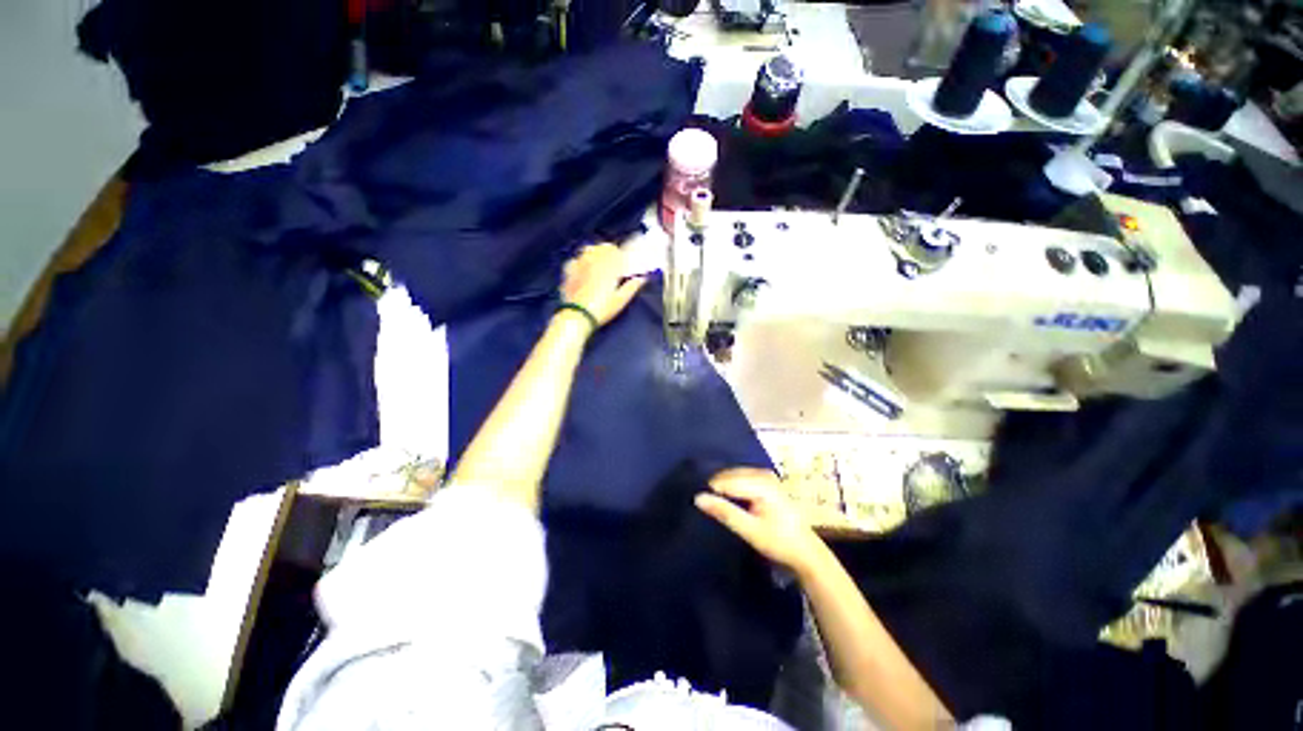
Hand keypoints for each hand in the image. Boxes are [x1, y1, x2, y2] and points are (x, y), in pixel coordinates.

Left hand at [560, 244, 645, 326]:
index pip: (619, 252)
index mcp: (609, 266)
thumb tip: (642, 278)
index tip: (627, 260)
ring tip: (598, 261)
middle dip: (610, 251)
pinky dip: (581, 261)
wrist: (577, 315)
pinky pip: (575, 259)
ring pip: (589, 249)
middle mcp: (594, 260)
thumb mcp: (620, 300)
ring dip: (596, 252)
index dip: (624, 254)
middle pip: (603, 247)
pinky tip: (582, 268)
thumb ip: (632, 287)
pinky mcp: (568, 271)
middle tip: (614, 260)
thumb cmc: (602, 308)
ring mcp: (579, 264)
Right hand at [695, 468, 826, 573]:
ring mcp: (765, 475)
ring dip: (724, 489)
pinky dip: (732, 488)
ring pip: (733, 476)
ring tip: (718, 506)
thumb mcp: (750, 530)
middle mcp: (763, 473)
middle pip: (729, 475)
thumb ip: (724, 512)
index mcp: (761, 483)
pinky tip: (731, 502)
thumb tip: (698, 498)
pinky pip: (741, 478)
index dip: (711, 493)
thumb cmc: (779, 542)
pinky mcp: (766, 480)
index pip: (725, 481)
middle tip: (708, 507)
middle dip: (717, 489)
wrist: (805, 551)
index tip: (701, 506)